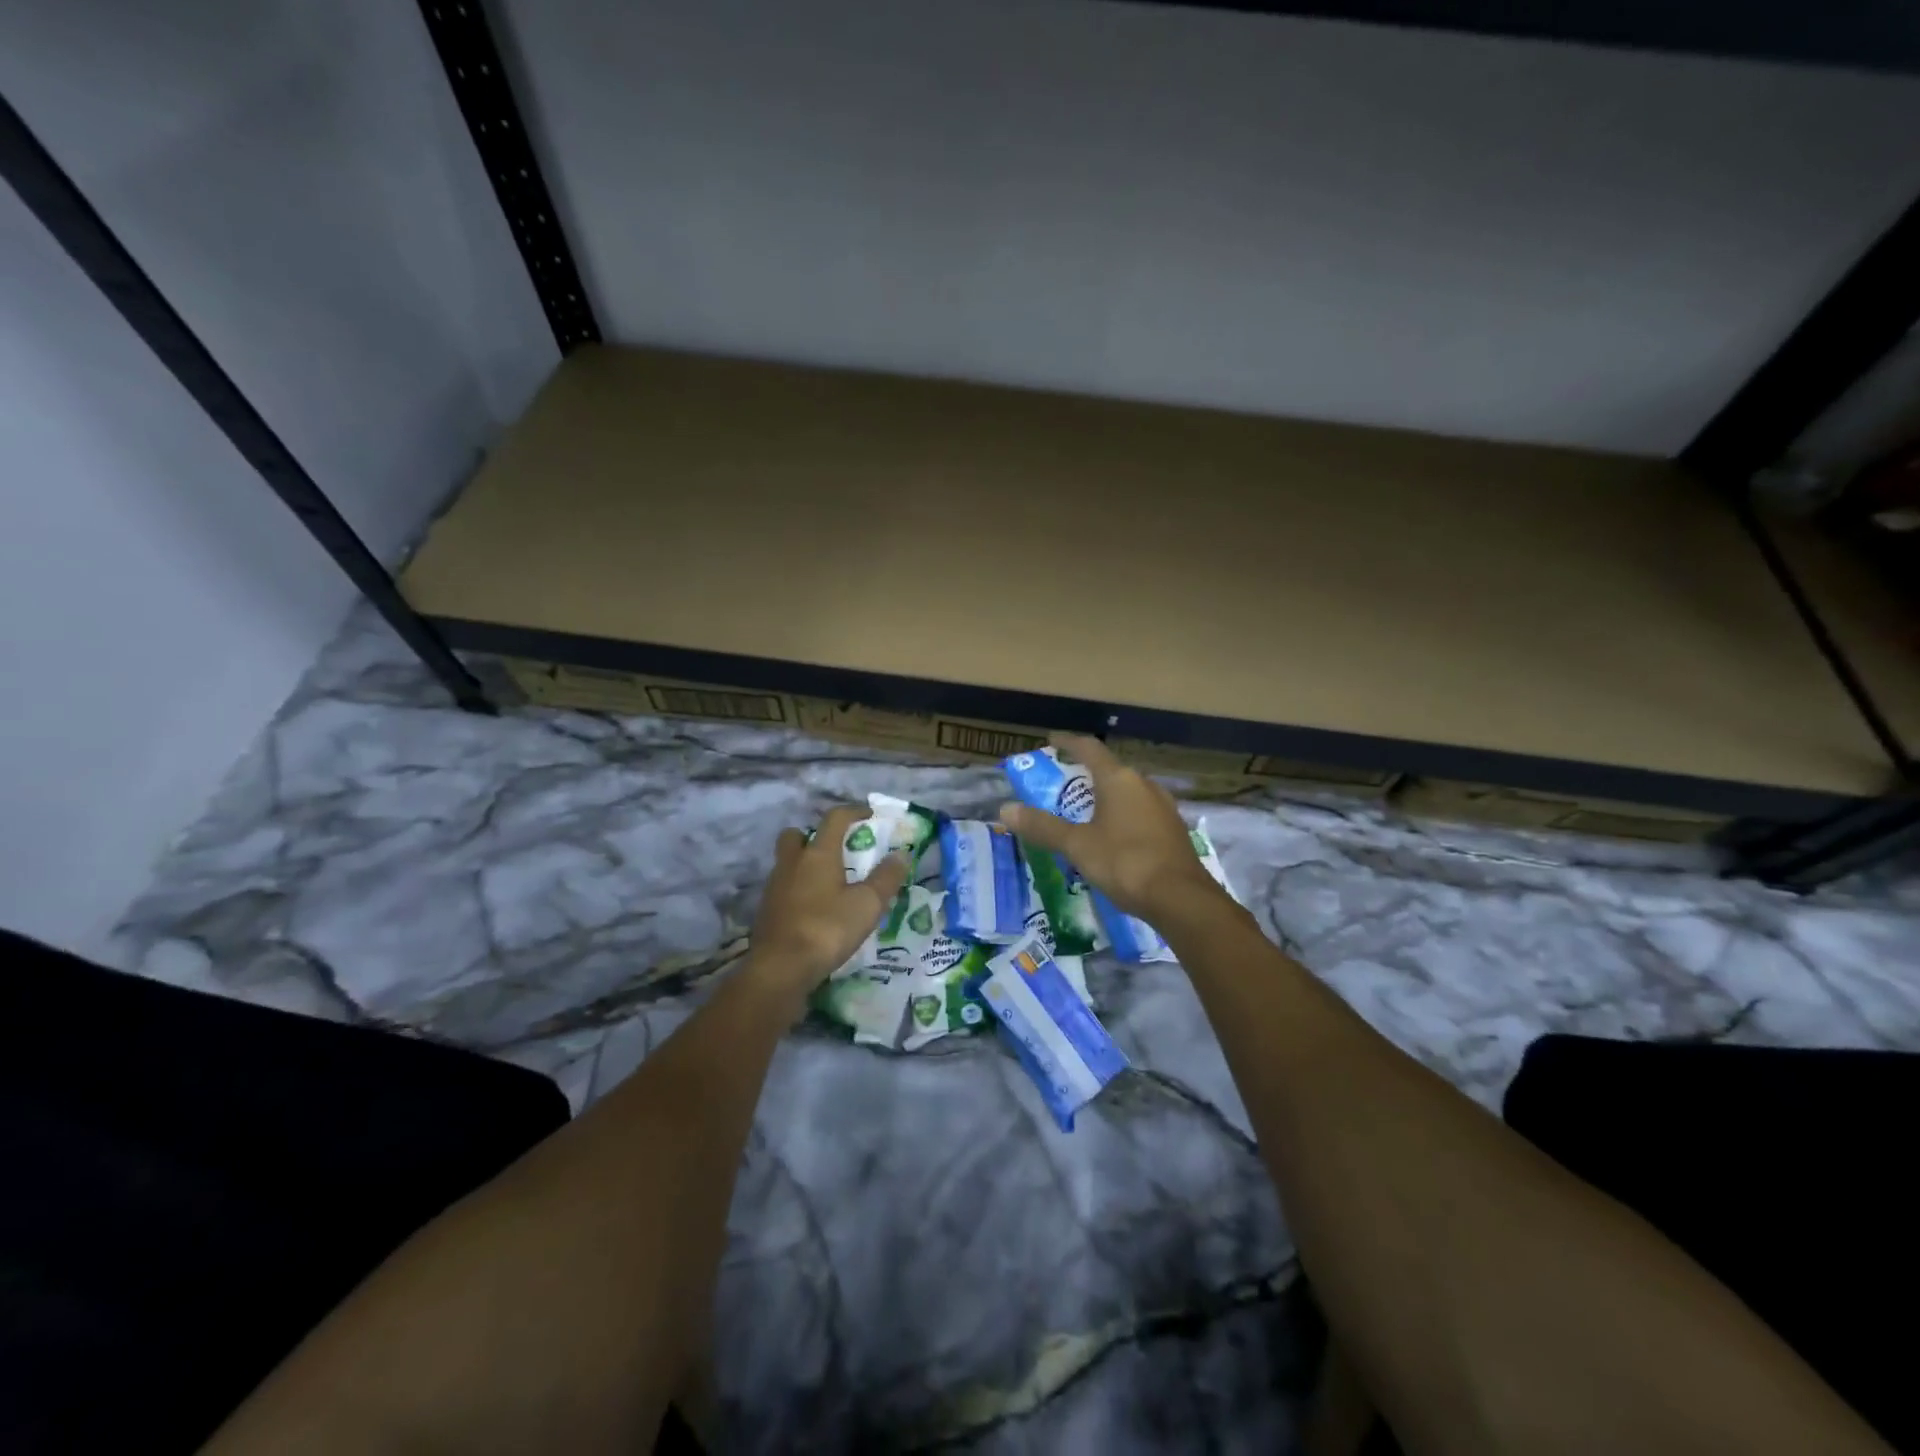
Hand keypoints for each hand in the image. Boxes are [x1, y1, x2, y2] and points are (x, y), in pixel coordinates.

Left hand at [749, 805, 909, 993]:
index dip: (853, 812)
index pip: (835, 818)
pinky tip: (813, 908)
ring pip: (787, 862)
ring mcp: (775, 887)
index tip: (869, 815)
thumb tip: (901, 854)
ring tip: (828, 882)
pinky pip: (783, 887)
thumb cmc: (827, 929)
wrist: (780, 969)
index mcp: (818, 854)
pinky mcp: (766, 910)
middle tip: (835, 850)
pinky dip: (797, 889)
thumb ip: (886, 878)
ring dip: (805, 864)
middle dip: (814, 836)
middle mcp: (792, 863)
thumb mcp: (867, 905)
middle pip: (797, 835)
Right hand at [998, 734, 1225, 922]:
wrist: (1181, 899)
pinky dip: (1122, 816)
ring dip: (1105, 797)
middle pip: (1110, 770)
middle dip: (1085, 774)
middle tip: (1062, 785)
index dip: (1068, 742)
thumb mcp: (1077, 845)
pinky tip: (1113, 836)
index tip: (1051, 740)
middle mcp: (1144, 784)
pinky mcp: (1172, 830)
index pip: (1089, 749)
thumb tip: (1005, 809)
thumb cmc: (1124, 862)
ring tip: (1085, 812)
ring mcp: (1163, 807)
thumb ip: (1043, 826)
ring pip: (1127, 792)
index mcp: (1119, 779)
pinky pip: (1140, 812)